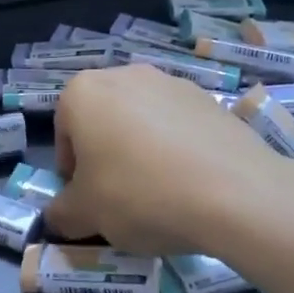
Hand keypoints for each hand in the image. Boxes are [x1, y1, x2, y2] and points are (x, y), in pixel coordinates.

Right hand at [44, 65, 293, 254]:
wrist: (234, 193)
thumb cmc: (139, 194)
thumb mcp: (86, 214)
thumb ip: (62, 213)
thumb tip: (59, 217)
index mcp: (83, 92)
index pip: (64, 132)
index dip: (71, 170)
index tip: (87, 200)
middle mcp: (125, 75)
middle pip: (103, 121)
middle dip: (106, 156)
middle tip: (119, 197)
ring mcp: (171, 83)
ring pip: (142, 121)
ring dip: (141, 151)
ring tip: (159, 194)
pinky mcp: (210, 99)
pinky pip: (179, 126)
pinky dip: (177, 150)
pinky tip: (190, 185)